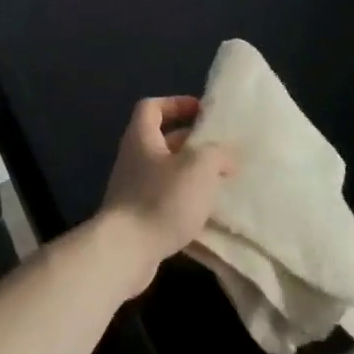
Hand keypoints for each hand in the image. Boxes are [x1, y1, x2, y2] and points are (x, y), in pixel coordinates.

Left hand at [97, 96, 235, 294]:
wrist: (126, 251)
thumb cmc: (161, 199)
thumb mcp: (198, 167)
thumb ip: (217, 154)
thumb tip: (227, 157)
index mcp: (142, 137)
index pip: (152, 107)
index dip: (176, 103)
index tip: (202, 112)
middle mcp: (134, 158)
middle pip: (162, 140)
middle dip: (192, 143)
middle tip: (222, 150)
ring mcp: (133, 189)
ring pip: (167, 172)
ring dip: (192, 174)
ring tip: (221, 182)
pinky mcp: (138, 217)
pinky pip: (165, 199)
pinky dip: (185, 201)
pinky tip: (207, 213)